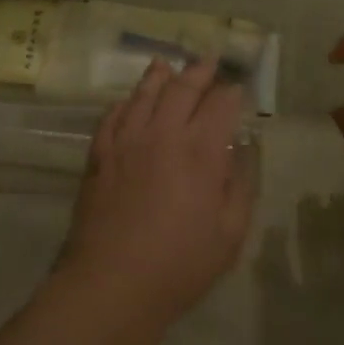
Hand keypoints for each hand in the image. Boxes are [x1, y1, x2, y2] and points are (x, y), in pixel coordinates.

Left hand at [58, 57, 254, 331]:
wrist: (112, 283)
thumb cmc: (180, 264)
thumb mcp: (230, 233)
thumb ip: (240, 186)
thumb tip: (243, 152)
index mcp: (201, 151)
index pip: (220, 104)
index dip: (232, 93)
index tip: (238, 89)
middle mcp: (163, 133)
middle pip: (182, 88)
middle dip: (199, 72)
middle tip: (208, 61)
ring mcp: (127, 140)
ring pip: (144, 94)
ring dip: (159, 76)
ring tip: (166, 65)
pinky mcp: (100, 154)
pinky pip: (113, 116)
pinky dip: (125, 102)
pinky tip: (128, 101)